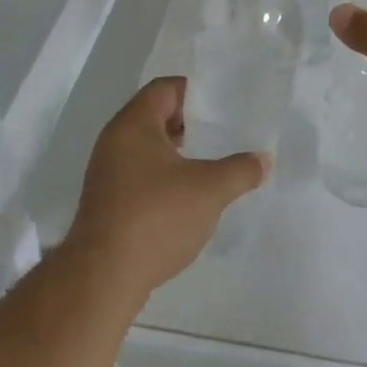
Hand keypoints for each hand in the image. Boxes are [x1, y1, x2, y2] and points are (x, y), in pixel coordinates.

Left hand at [64, 77, 266, 296]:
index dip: (195, 91)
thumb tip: (263, 160)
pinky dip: (163, 177)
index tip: (223, 105)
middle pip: (154, 115)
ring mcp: (106, 173)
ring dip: (176, 152)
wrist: (103, 277)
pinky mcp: (106, 202)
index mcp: (134, 124)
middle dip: (189, 123)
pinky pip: (139, 174)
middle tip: (222, 132)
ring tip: (209, 164)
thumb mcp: (210, 190)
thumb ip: (240, 170)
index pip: (165, 88)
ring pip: (146, 148)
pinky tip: (187, 197)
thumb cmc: (156, 217)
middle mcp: (114, 141)